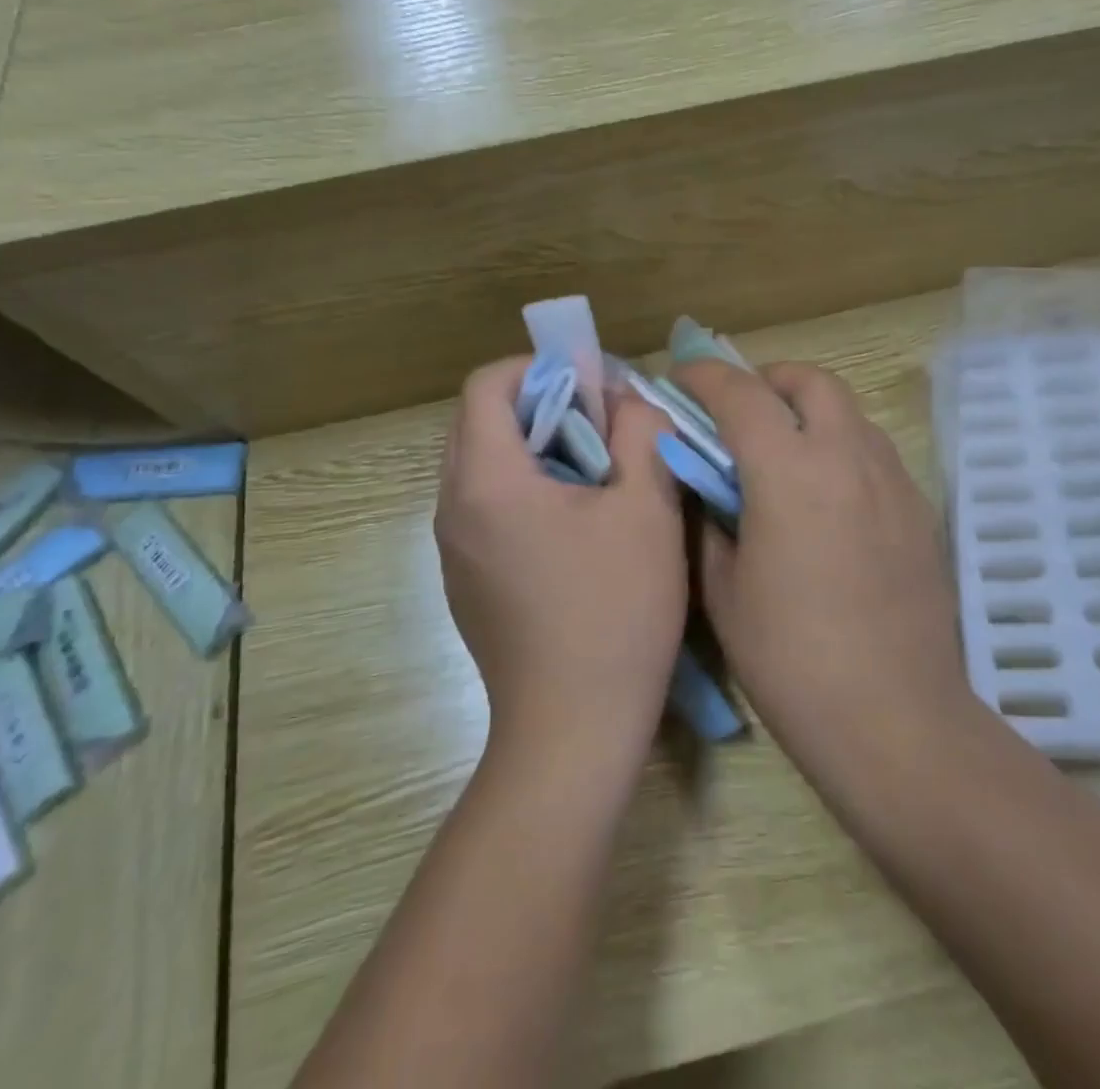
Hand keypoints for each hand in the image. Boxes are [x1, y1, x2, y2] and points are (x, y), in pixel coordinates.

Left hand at [435, 358, 685, 757]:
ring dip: (534, 448)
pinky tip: (575, 525)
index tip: (592, 384)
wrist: (573, 730)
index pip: (487, 385)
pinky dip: (523, 489)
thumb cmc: (615, 610)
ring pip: (482, 466)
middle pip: (479, 422)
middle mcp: (453, 508)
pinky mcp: (464, 582)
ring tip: (595, 471)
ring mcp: (453, 550)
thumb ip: (639, 433)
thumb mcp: (647, 508)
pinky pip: (485, 508)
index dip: (539, 367)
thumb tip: (627, 400)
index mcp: (487, 480)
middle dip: (541, 405)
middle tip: (602, 422)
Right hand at [674, 360, 971, 775]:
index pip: (741, 394)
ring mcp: (892, 480)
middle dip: (767, 380)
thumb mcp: (724, 590)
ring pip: (849, 412)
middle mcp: (848, 457)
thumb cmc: (792, 659)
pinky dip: (840, 446)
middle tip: (739, 413)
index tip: (681, 379)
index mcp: (790, 471)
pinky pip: (874, 451)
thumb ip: (709, 520)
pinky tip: (825, 497)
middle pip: (810, 381)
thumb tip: (706, 484)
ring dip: (808, 411)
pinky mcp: (919, 509)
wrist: (895, 718)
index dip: (704, 376)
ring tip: (782, 452)